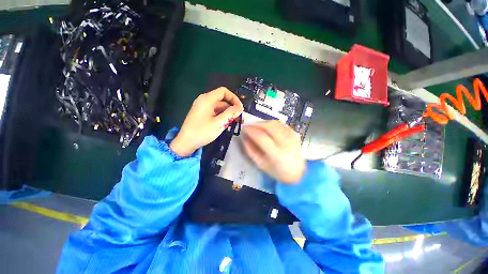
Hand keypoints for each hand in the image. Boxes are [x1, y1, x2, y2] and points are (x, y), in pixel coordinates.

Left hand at [170, 87, 243, 156]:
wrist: (185, 143)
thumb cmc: (202, 132)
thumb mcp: (219, 123)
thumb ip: (231, 114)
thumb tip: (240, 108)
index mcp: (207, 99)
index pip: (224, 91)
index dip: (234, 98)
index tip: (240, 109)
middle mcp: (204, 100)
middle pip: (222, 99)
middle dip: (231, 107)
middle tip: (238, 118)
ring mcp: (202, 107)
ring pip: (219, 106)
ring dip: (227, 113)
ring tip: (233, 122)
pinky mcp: (201, 114)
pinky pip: (214, 111)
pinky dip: (221, 116)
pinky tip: (225, 123)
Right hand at [241, 120, 304, 183]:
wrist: (297, 172)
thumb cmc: (276, 171)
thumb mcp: (260, 164)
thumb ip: (250, 150)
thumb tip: (243, 137)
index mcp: (277, 155)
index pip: (261, 137)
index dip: (251, 131)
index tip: (243, 129)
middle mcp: (286, 144)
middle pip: (269, 127)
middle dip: (256, 124)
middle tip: (248, 125)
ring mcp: (292, 137)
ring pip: (275, 123)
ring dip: (263, 122)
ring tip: (256, 126)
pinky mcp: (295, 134)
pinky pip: (281, 124)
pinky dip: (272, 123)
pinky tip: (266, 126)